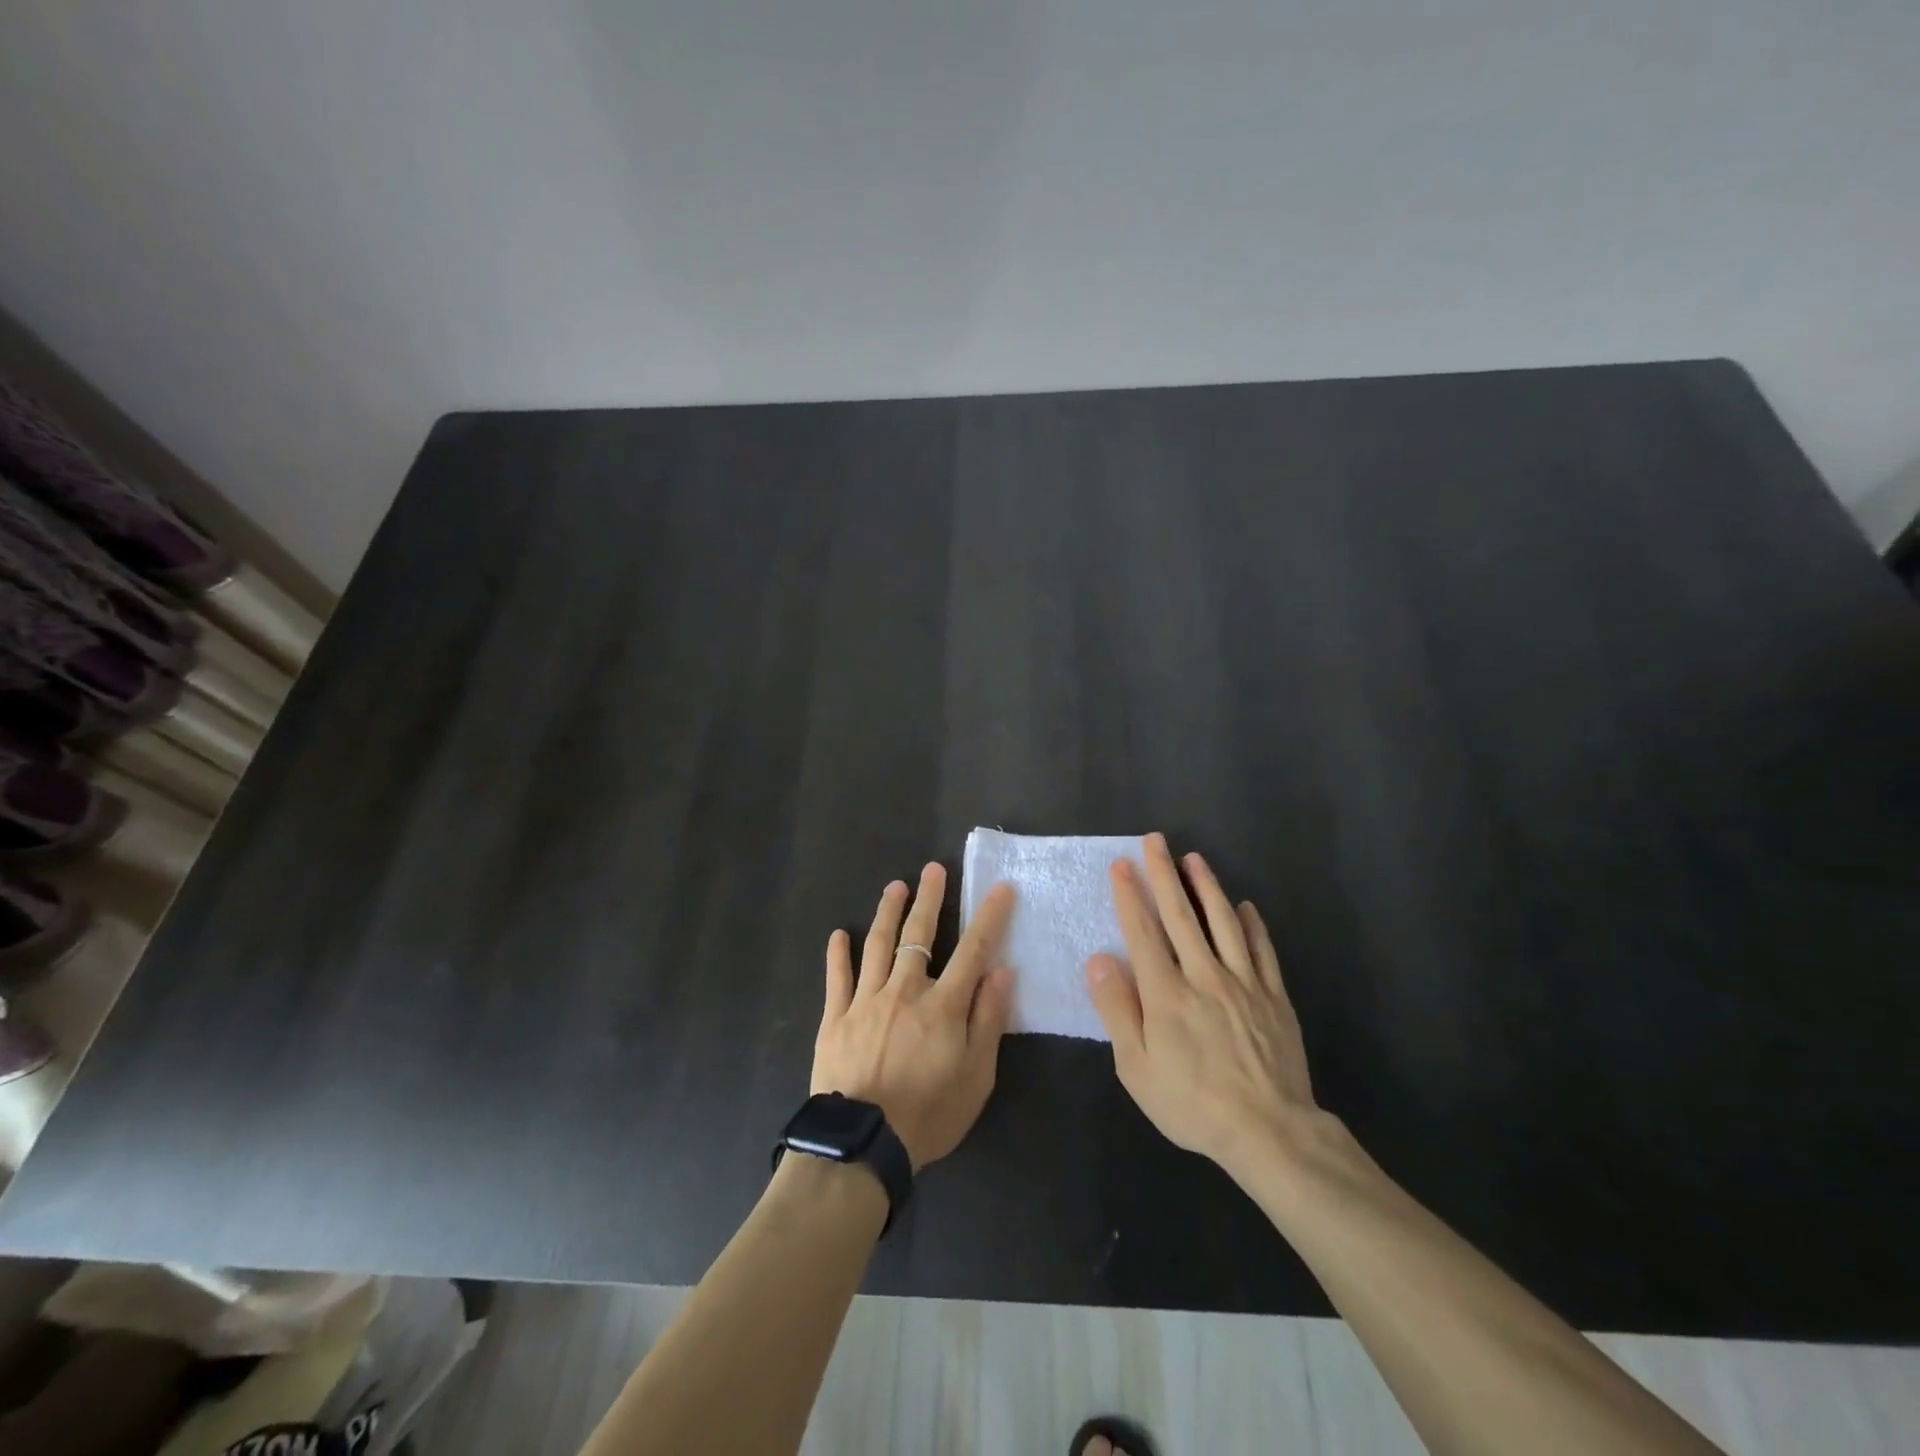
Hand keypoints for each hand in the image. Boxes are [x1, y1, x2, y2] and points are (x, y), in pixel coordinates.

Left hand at [813, 864, 1015, 1170]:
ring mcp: (865, 1001)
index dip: (988, 916)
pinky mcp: (835, 1018)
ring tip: (895, 886)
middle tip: (933, 868)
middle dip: (929, 899)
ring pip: (877, 945)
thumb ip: (988, 1020)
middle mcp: (905, 991)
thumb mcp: (976, 1077)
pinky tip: (839, 934)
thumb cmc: (928, 1115)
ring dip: (887, 912)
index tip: (999, 888)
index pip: (973, 949)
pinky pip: (837, 978)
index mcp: (943, 1005)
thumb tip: (1002, 972)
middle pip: (919, 935)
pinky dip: (838, 954)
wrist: (861, 1146)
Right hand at [1084, 834, 1318, 1178]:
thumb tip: (1098, 960)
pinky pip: (1262, 951)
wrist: (1270, 1132)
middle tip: (1155, 840)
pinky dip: (1252, 924)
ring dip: (1207, 886)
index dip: (1130, 895)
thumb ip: (1117, 1010)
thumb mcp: (1137, 1068)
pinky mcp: (1274, 997)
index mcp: (1166, 993)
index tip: (1121, 864)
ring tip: (1194, 858)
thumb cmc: (1192, 1103)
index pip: (1143, 932)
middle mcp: (1204, 975)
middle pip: (1181, 915)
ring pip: (1223, 922)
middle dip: (1164, 874)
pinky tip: (1245, 906)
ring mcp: (1244, 983)